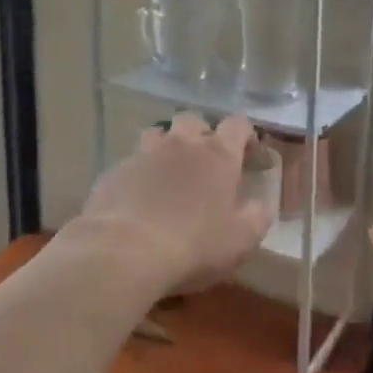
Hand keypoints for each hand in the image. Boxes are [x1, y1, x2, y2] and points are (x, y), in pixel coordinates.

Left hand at [76, 113, 271, 296]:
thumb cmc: (194, 245)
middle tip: (206, 162)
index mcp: (218, 155)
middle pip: (193, 119)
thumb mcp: (242, 240)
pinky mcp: (113, 173)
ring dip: (167, 146)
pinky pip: (131, 162)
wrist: (123, 253)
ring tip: (170, 173)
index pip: (237, 124)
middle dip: (202, 134)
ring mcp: (144, 155)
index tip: (248, 154)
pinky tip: (139, 199)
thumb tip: (259, 204)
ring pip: (157, 134)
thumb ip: (257, 216)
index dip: (245, 134)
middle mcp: (182, 145)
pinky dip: (140, 173)